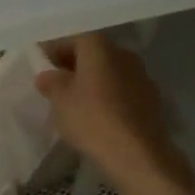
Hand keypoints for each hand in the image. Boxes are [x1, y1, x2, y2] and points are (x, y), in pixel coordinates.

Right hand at [35, 33, 194, 194]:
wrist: (139, 157)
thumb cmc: (93, 119)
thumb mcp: (60, 100)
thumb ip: (50, 82)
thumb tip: (47, 75)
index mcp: (100, 47)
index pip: (73, 38)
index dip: (55, 50)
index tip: (42, 65)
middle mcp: (124, 54)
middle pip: (94, 54)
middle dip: (74, 66)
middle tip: (56, 84)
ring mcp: (142, 77)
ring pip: (110, 73)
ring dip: (93, 82)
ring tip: (76, 103)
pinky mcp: (152, 102)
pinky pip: (123, 92)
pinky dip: (109, 98)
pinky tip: (98, 117)